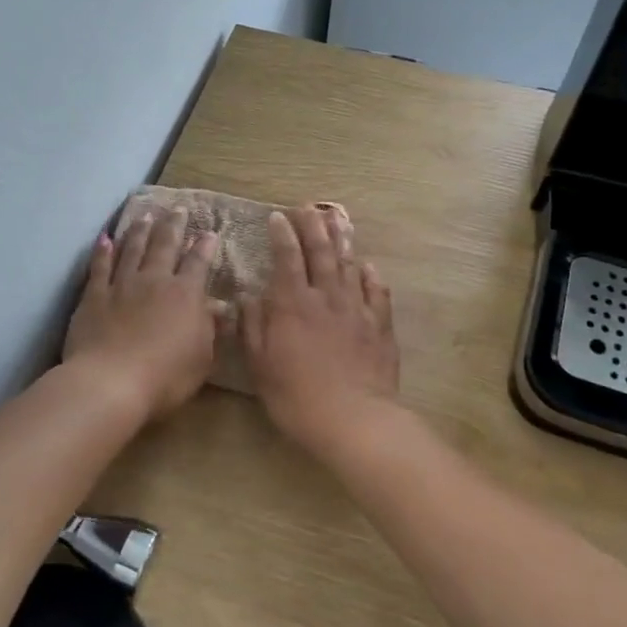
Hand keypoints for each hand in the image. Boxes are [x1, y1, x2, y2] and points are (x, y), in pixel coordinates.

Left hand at [64, 209, 222, 420]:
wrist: (111, 382)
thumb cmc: (166, 376)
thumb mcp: (202, 358)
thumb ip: (210, 329)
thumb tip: (221, 307)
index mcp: (185, 295)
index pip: (198, 264)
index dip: (205, 247)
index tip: (209, 232)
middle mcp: (155, 281)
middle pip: (164, 246)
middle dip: (173, 225)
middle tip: (177, 208)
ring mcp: (122, 285)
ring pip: (132, 249)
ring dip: (140, 230)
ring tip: (145, 214)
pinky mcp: (94, 296)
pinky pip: (100, 267)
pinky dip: (103, 251)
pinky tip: (105, 239)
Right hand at [241, 206, 399, 450]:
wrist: (354, 418)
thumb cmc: (297, 396)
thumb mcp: (260, 365)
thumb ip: (253, 327)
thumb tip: (247, 297)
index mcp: (292, 304)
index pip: (286, 258)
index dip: (282, 235)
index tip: (278, 216)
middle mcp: (325, 297)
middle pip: (320, 252)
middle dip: (312, 226)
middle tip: (308, 207)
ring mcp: (356, 309)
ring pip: (348, 265)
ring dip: (342, 240)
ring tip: (337, 219)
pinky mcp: (379, 326)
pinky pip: (376, 292)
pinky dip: (371, 276)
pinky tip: (368, 266)